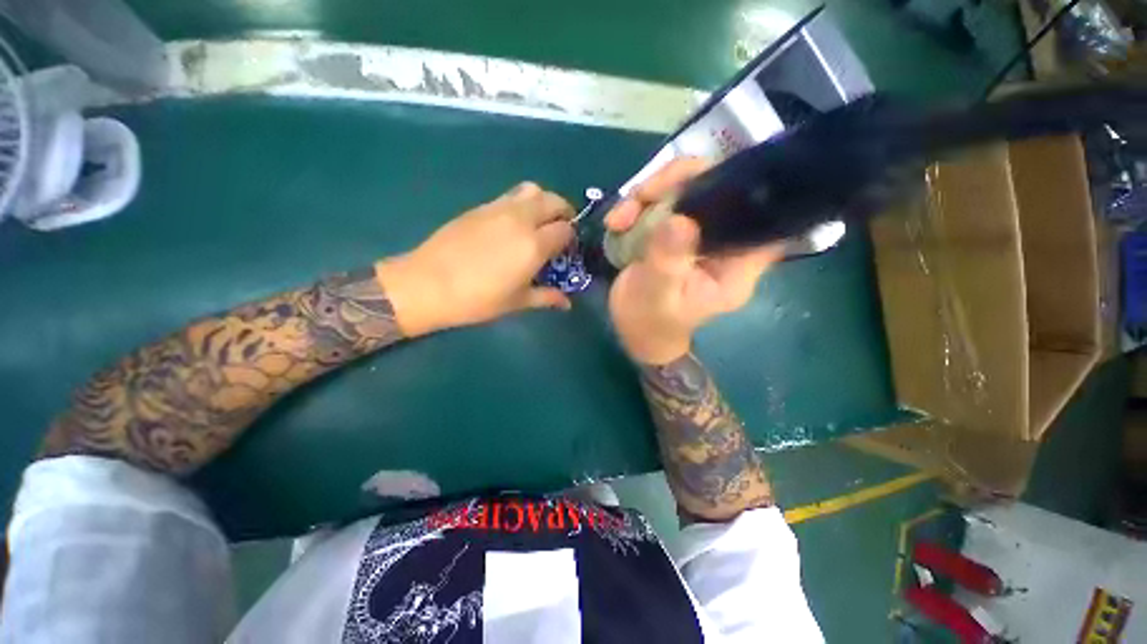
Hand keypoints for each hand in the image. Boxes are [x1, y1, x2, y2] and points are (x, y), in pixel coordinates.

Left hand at [377, 182, 575, 335]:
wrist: (428, 284)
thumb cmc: (478, 299)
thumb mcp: (517, 302)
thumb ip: (546, 297)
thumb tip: (567, 304)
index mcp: (534, 244)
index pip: (565, 229)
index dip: (571, 238)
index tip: (567, 251)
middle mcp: (521, 219)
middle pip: (553, 200)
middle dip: (564, 212)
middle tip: (560, 229)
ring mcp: (498, 208)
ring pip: (532, 190)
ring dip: (543, 201)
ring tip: (539, 221)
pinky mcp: (480, 207)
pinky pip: (510, 195)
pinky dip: (522, 203)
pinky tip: (512, 224)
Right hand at [606, 158, 783, 364]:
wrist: (634, 331)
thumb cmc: (651, 323)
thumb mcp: (657, 296)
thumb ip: (668, 262)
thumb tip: (678, 219)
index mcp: (737, 264)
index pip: (757, 214)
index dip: (738, 186)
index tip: (697, 182)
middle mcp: (723, 243)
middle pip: (718, 188)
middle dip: (677, 183)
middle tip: (641, 196)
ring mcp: (698, 233)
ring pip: (686, 189)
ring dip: (648, 195)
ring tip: (619, 219)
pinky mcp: (676, 231)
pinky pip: (662, 202)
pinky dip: (636, 206)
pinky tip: (616, 222)